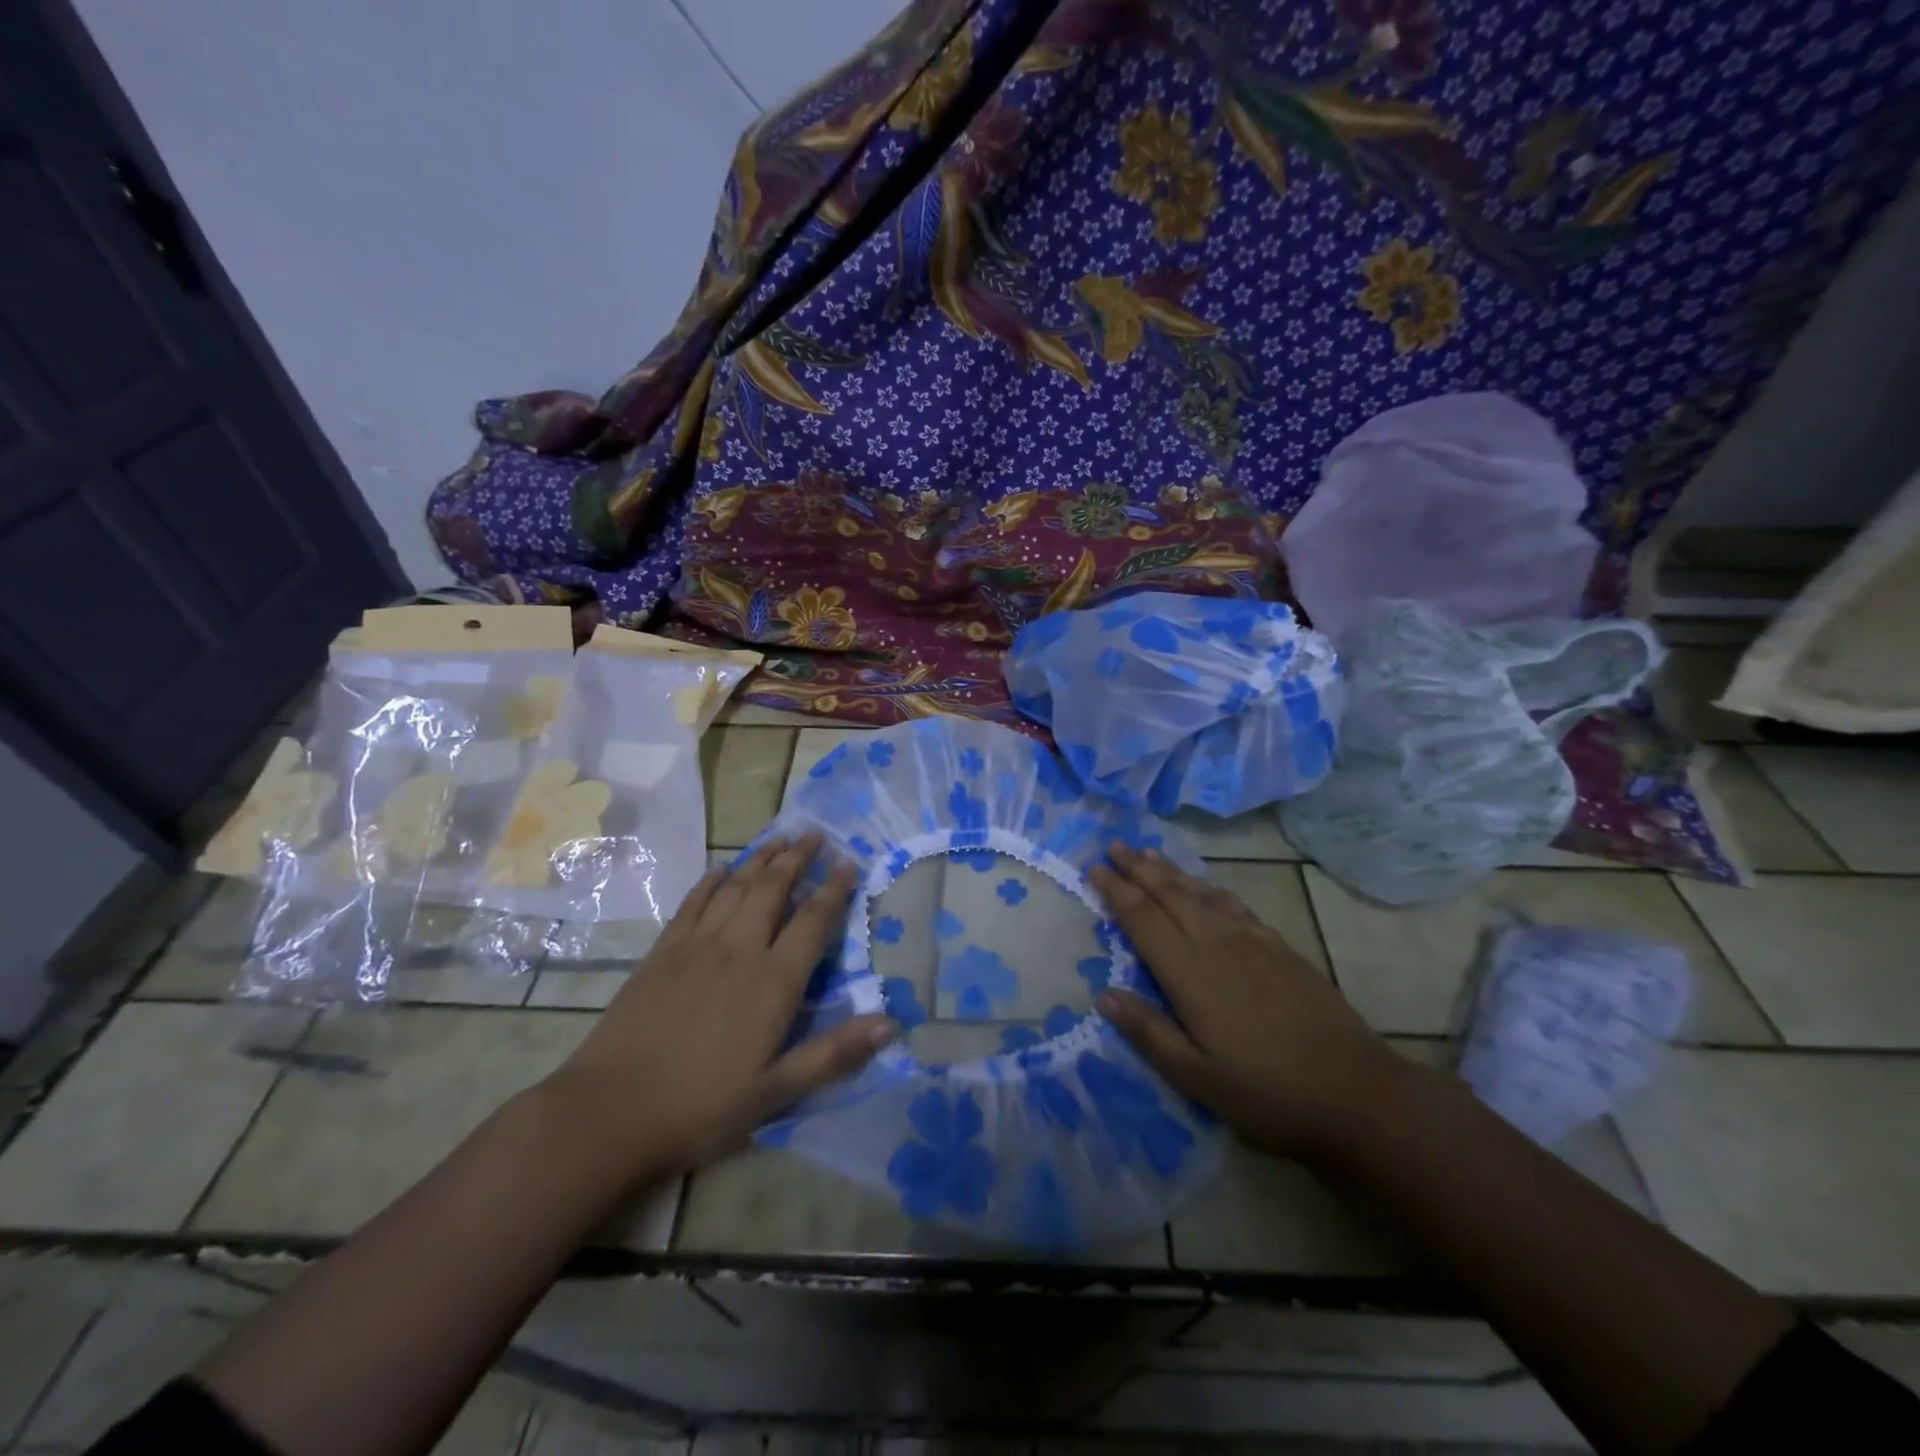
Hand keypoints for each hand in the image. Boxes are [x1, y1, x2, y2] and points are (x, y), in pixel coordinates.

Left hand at [542, 835, 894, 1176]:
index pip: (813, 921)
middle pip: (773, 888)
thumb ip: (834, 1055)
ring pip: (735, 887)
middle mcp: (739, 950)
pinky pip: (692, 904)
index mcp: (773, 981)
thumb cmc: (701, 1106)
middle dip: (797, 858)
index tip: (848, 863)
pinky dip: (711, 882)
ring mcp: (696, 946)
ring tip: (778, 839)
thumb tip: (891, 1024)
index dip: (834, 889)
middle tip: (814, 835)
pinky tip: (720, 870)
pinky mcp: (662, 953)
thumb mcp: (777, 1092)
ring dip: (760, 859)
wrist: (610, 1112)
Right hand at [1088, 843, 1407, 1160]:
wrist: (1356, 1091)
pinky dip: (1209, 886)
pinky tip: (1204, 886)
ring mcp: (1252, 941)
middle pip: (1170, 894)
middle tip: (1114, 846)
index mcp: (1190, 973)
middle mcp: (1217, 944)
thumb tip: (1103, 995)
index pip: (1143, 919)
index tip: (1094, 868)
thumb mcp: (1197, 1077)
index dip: (1116, 891)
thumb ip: (1148, 1032)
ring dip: (1170, 870)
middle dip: (1138, 868)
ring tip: (1148, 853)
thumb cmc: (1267, 1092)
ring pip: (1201, 892)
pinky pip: (1233, 904)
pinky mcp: (1280, 947)